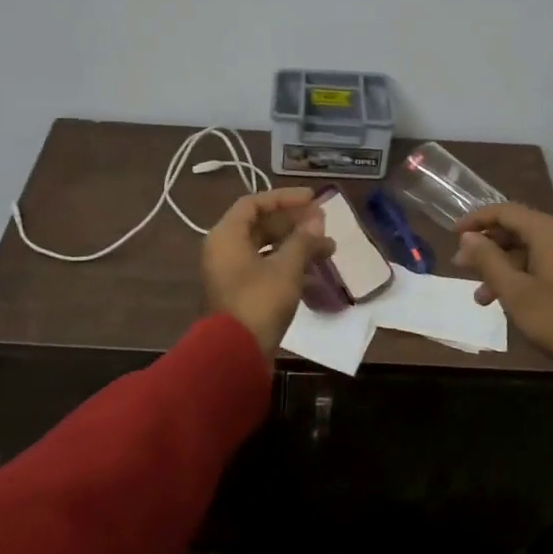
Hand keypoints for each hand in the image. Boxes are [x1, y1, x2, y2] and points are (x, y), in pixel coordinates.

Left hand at [202, 187, 335, 357]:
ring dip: (295, 246)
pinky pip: (265, 269)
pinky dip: (288, 266)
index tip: (313, 199)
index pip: (254, 204)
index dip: (284, 198)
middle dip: (294, 224)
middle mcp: (223, 250)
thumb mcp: (286, 268)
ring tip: (328, 249)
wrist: (234, 355)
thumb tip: (317, 219)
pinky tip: (315, 273)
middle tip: (323, 224)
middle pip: (260, 225)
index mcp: (226, 236)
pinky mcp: (240, 294)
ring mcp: (230, 273)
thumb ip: (303, 240)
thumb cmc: (259, 302)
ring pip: (265, 249)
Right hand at [452, 204, 552, 372]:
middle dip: (488, 248)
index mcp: (550, 232)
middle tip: (462, 267)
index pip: (505, 212)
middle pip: (519, 230)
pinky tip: (511, 300)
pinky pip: (549, 264)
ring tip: (482, 298)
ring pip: (533, 251)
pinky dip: (525, 275)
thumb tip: (468, 237)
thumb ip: (489, 260)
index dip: (476, 220)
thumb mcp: (515, 292)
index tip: (453, 235)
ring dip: (504, 268)